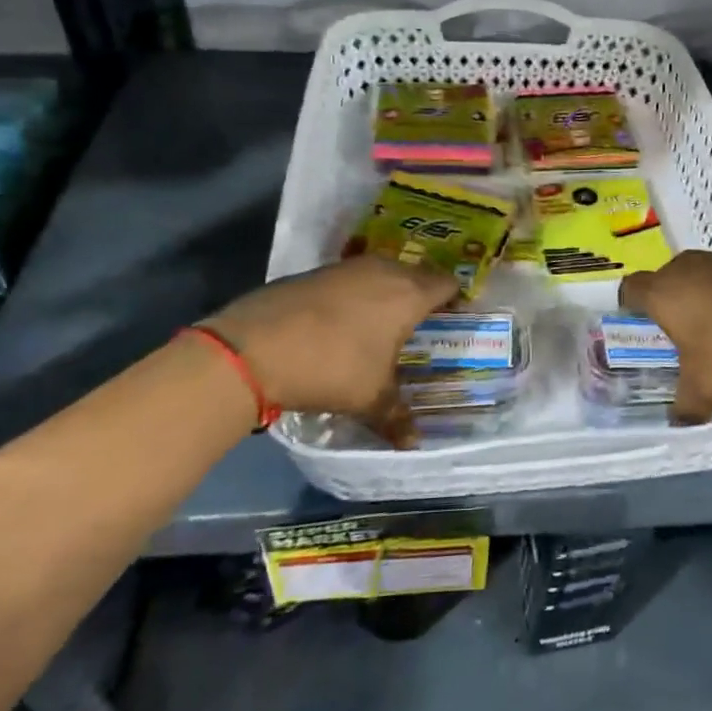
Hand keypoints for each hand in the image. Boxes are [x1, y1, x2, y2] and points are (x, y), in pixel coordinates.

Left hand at [200, 256, 457, 446]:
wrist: (256, 346)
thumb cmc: (331, 367)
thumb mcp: (369, 398)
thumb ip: (396, 417)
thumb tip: (414, 443)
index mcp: (409, 293)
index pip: (447, 283)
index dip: (455, 299)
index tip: (455, 318)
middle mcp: (385, 270)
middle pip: (417, 274)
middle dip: (423, 294)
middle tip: (422, 323)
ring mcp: (348, 267)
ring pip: (383, 272)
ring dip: (388, 291)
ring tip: (384, 322)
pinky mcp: (317, 271)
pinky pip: (352, 278)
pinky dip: (357, 294)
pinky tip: (344, 321)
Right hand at [619, 251, 711, 424]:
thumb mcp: (704, 390)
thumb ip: (684, 406)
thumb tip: (678, 421)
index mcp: (665, 292)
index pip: (631, 289)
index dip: (631, 304)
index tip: (640, 321)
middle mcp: (690, 267)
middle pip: (668, 277)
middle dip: (672, 298)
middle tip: (684, 329)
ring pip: (704, 272)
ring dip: (706, 292)